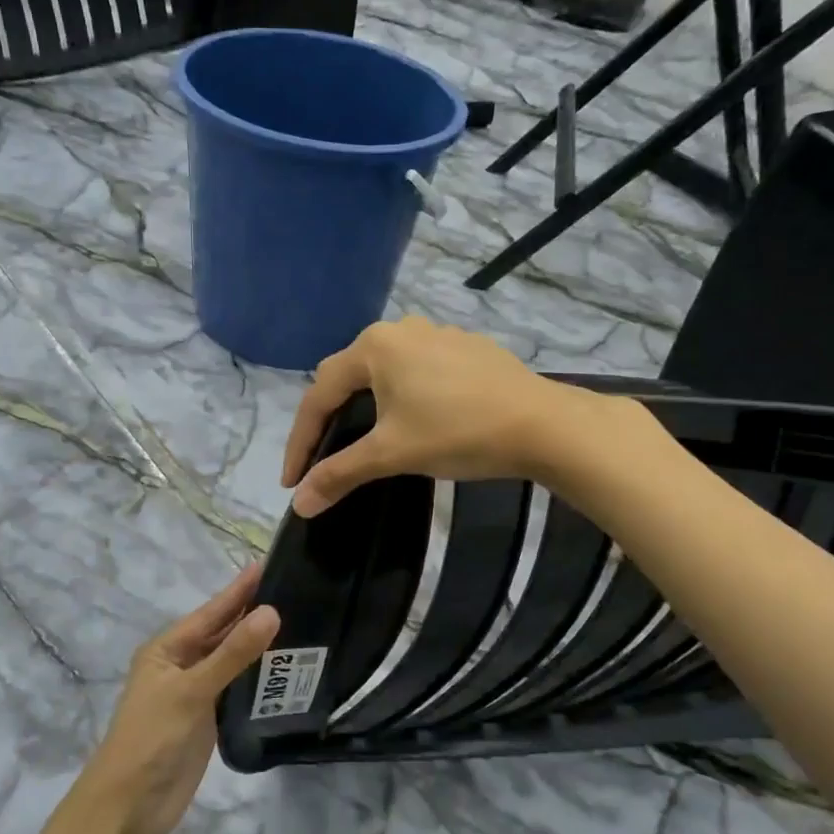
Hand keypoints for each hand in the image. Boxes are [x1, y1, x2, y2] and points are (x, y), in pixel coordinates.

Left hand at [78, 564, 279, 833]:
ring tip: (300, 622)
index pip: (212, 611)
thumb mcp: (191, 691)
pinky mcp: (208, 720)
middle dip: (253, 612)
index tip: (270, 563)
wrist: (127, 809)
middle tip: (296, 589)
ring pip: (233, 660)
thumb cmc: (151, 739)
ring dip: (259, 645)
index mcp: (168, 648)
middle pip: (223, 633)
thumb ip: (233, 654)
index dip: (240, 589)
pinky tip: (285, 669)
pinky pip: (237, 688)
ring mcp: (195, 693)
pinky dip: (259, 677)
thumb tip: (272, 611)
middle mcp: (181, 664)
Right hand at [282, 317, 567, 517]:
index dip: (300, 441)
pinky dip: (401, 397)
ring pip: (384, 372)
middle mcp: (400, 329)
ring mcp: (437, 334)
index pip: (319, 395)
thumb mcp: (391, 454)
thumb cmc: (457, 432)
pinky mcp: (465, 348)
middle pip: (348, 377)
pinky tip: (415, 420)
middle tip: (321, 458)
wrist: (542, 424)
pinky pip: (417, 371)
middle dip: (329, 419)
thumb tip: (299, 504)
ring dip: (366, 406)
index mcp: (374, 346)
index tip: (291, 481)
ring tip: (363, 440)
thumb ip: (339, 474)